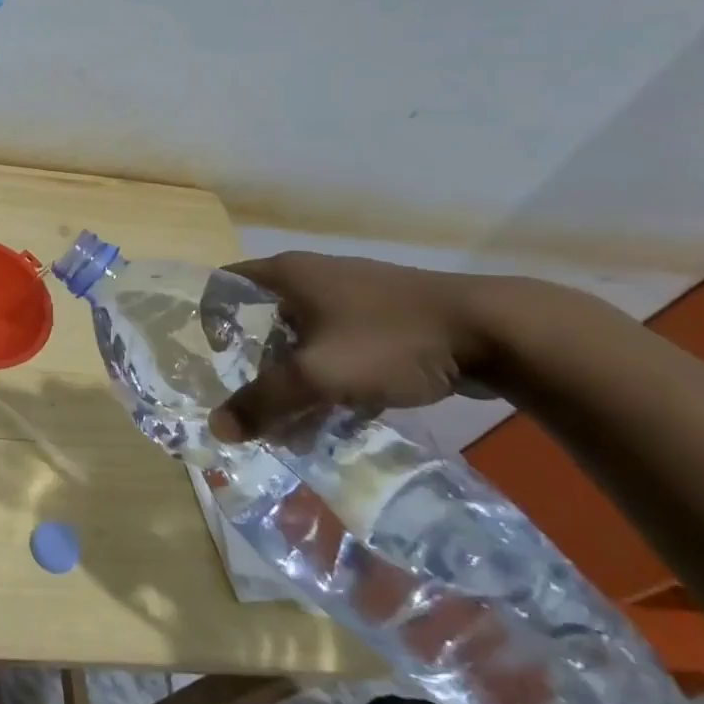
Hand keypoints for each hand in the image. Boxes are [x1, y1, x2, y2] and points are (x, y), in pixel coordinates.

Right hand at [210, 253, 491, 439]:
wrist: (493, 331)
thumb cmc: (388, 340)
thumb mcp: (317, 375)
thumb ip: (264, 401)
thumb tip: (217, 429)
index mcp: (287, 274)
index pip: (226, 287)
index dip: (210, 320)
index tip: (212, 361)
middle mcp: (313, 276)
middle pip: (264, 318)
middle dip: (254, 363)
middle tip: (250, 401)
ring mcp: (352, 294)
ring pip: (304, 337)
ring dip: (294, 375)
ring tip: (293, 419)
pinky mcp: (384, 316)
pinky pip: (338, 345)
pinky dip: (330, 375)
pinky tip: (340, 412)